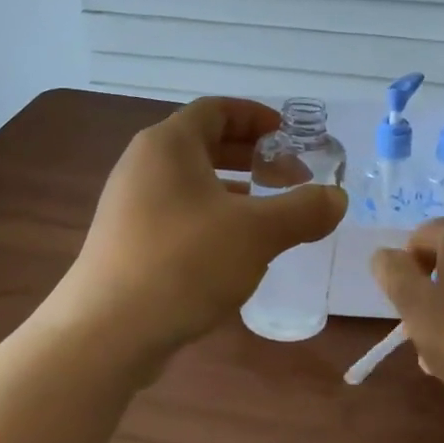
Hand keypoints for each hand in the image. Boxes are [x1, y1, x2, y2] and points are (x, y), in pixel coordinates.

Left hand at [48, 98, 346, 359]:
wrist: (106, 333)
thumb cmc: (185, 263)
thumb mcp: (257, 233)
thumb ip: (304, 210)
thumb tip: (337, 198)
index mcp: (169, 144)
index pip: (217, 109)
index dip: (257, 117)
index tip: (290, 136)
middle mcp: (143, 164)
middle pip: (204, 142)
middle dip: (251, 155)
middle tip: (290, 175)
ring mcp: (129, 203)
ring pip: (191, 180)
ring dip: (234, 188)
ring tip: (269, 211)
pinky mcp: (126, 240)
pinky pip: (178, 211)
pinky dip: (211, 215)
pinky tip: (234, 248)